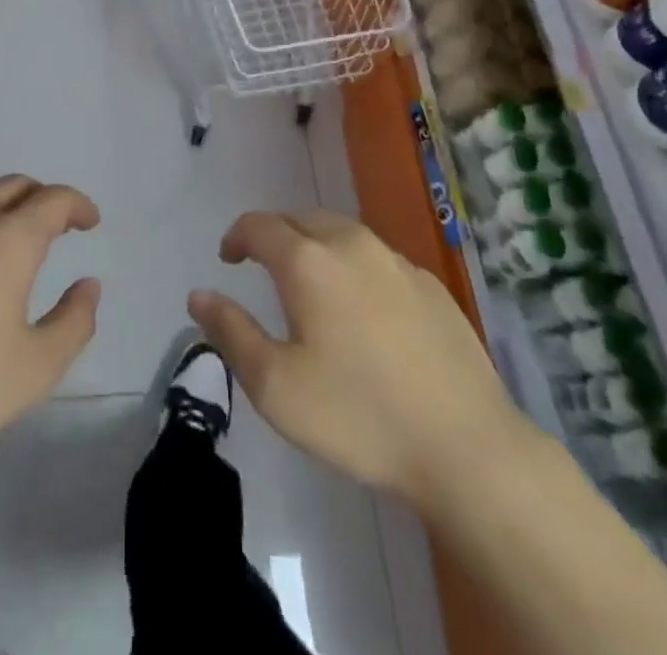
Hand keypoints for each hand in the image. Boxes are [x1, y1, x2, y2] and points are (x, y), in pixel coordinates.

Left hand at [0, 175, 100, 485]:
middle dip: (42, 199)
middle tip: (57, 226)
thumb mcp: (35, 369)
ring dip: (2, 212)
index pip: (53, 199)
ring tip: (10, 248)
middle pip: (14, 186)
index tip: (90, 222)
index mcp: (8, 238)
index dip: (78, 205)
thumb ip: (74, 322)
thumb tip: (88, 286)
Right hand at [189, 210, 525, 503]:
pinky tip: (363, 308)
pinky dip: (355, 266)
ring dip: (316, 246)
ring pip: (342, 233)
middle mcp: (351, 244)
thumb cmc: (360, 417)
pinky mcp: (430, 284)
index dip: (237, 236)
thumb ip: (231, 332)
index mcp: (309, 261)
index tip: (228, 260)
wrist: (467, 447)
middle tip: (264, 267)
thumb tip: (199, 295)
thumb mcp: (276, 387)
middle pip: (301, 219)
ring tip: (310, 283)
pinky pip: (377, 257)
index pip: (259, 225)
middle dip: (275, 235)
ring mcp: (396, 261)